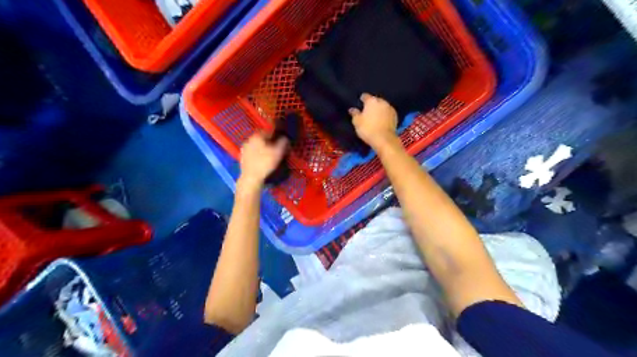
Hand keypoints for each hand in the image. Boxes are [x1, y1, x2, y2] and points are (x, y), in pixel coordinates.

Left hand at [238, 132, 288, 189]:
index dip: (276, 136)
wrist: (251, 178)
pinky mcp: (242, 157)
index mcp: (257, 136)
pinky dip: (257, 156)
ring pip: (256, 146)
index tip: (280, 142)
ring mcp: (244, 149)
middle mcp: (249, 140)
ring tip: (269, 156)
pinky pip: (252, 153)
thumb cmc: (265, 163)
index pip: (268, 132)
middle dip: (269, 143)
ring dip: (263, 149)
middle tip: (276, 150)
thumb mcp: (278, 152)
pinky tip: (262, 162)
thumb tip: (285, 138)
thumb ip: (283, 143)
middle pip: (261, 139)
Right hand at [348, 94, 395, 150]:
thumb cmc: (368, 129)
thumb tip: (352, 109)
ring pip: (382, 106)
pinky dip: (385, 114)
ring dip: (379, 109)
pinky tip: (382, 120)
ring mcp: (390, 108)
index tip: (360, 104)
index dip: (362, 100)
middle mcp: (382, 101)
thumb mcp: (357, 122)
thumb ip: (354, 114)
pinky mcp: (395, 115)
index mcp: (371, 101)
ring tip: (375, 116)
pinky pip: (388, 112)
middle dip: (371, 104)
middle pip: (375, 100)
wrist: (384, 139)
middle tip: (367, 111)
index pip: (365, 96)